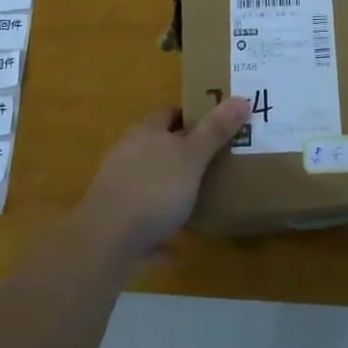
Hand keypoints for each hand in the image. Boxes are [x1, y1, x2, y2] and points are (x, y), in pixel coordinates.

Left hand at [77, 98, 251, 260]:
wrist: (106, 241)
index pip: (168, 113)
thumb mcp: (192, 158)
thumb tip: (241, 98)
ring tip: (196, 203)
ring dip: (167, 192)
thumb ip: (215, 131)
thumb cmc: (154, 189)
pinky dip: (157, 232)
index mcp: (145, 133)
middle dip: (180, 154)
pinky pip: (141, 223)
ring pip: (147, 184)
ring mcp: (116, 189)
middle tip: (212, 163)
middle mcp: (127, 155)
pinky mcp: (112, 223)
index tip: (214, 125)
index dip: (190, 116)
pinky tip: (176, 249)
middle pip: (156, 147)